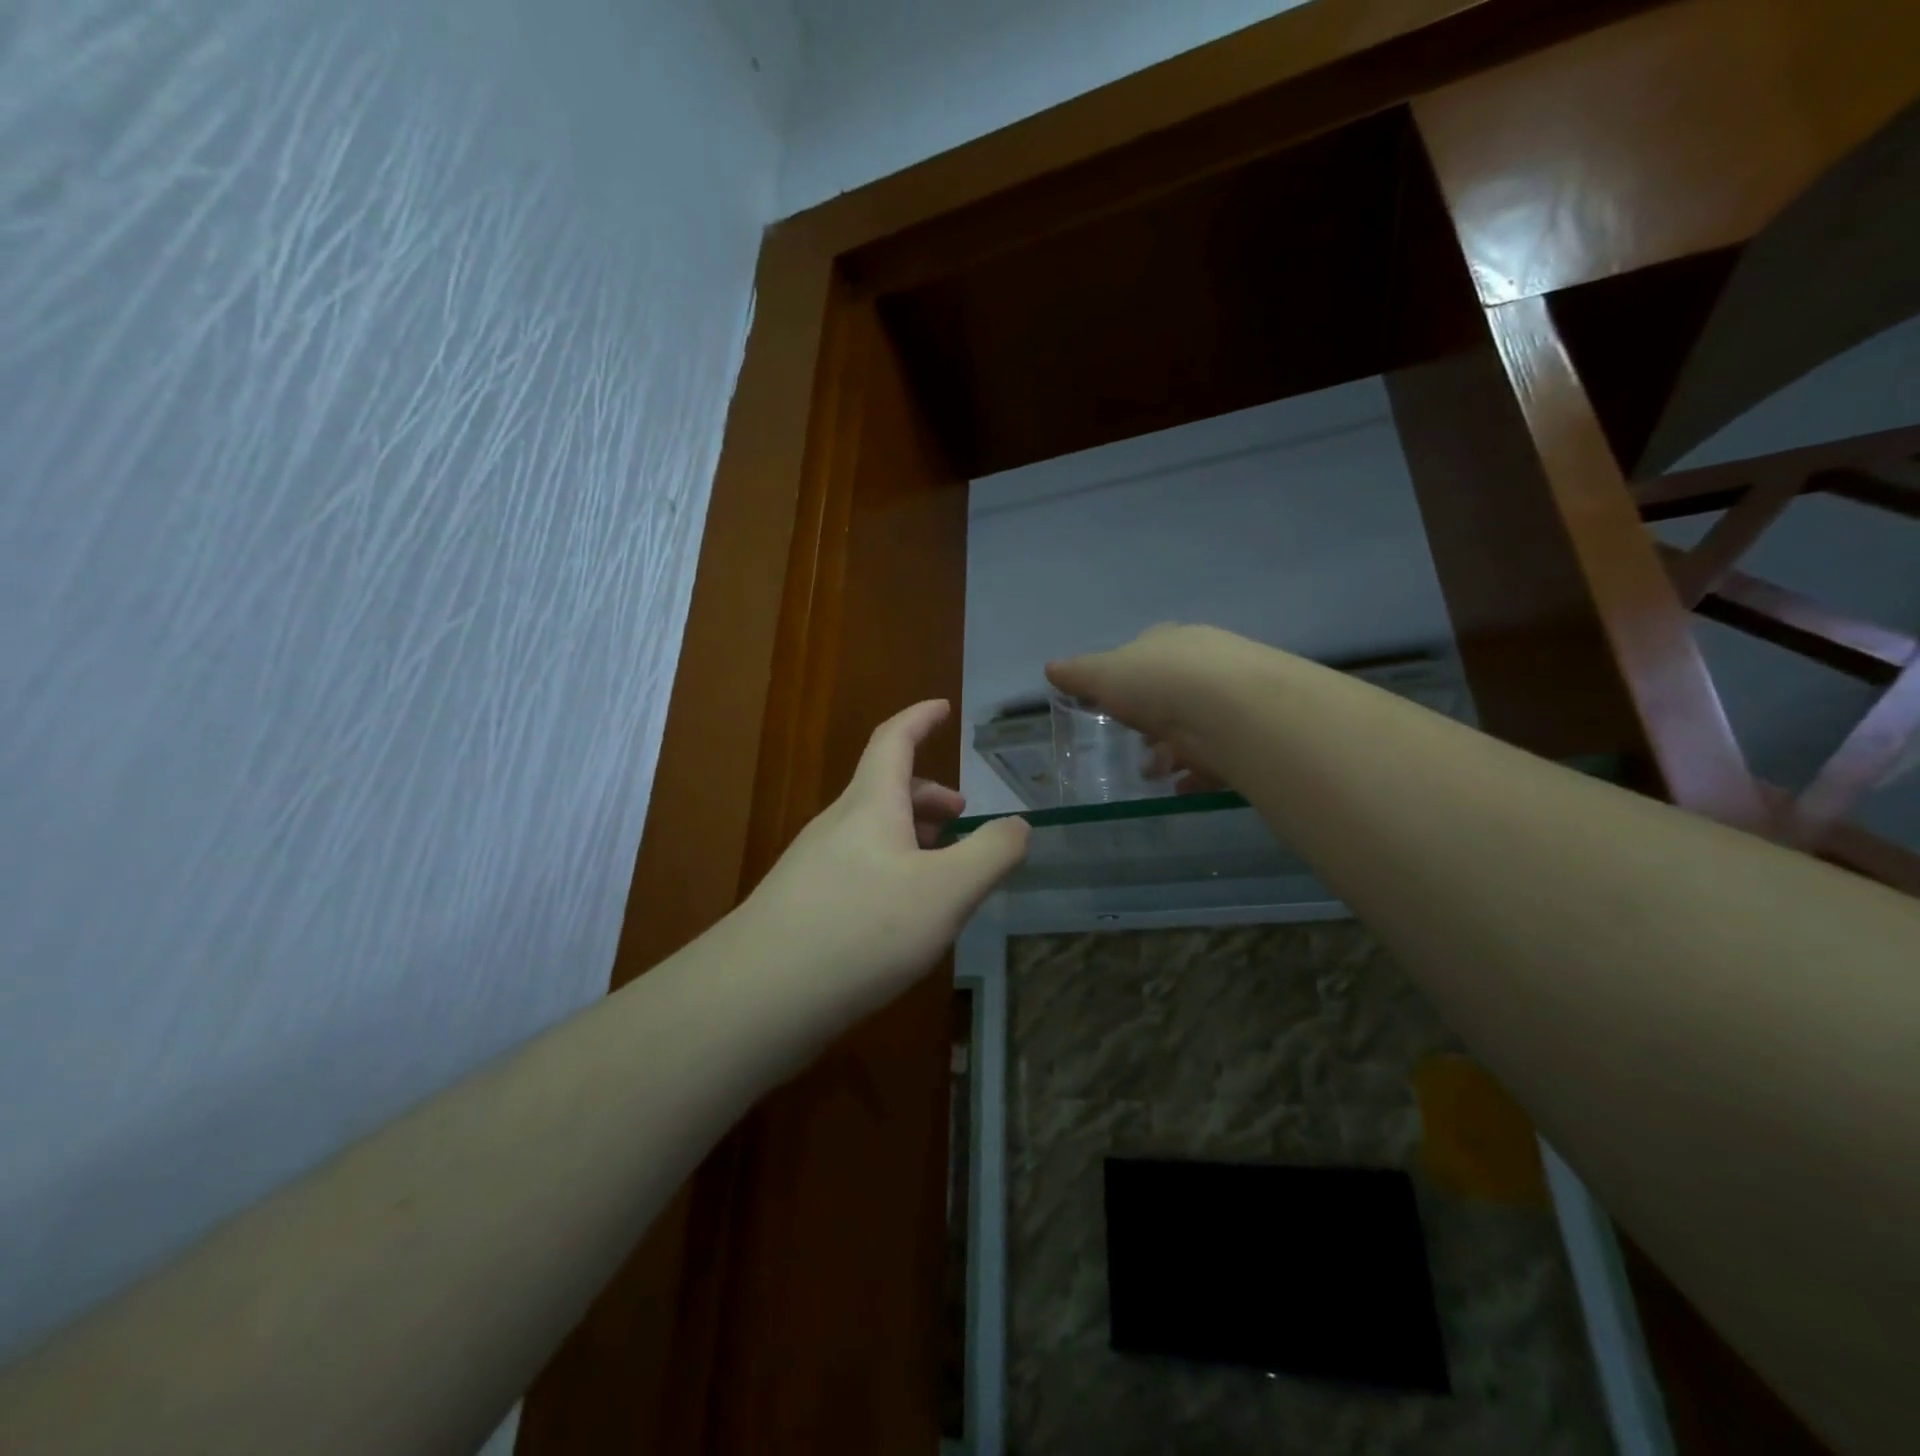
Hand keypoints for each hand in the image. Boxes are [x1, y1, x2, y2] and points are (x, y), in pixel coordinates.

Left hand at [742, 701, 1029, 1015]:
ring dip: (909, 834)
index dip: (920, 717)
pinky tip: (899, 914)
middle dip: (927, 794)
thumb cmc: (864, 928)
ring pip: (869, 831)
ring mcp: (812, 865)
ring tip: (939, 868)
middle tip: (961, 817)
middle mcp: (836, 824)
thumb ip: (991, 854)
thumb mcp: (947, 891)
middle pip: (884, 789)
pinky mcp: (800, 904)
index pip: (894, 739)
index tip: (943, 707)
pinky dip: (888, 869)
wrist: (760, 996)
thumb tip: (1019, 825)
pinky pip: (854, 867)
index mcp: (870, 804)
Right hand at [1048, 624, 1249, 792]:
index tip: (1113, 706)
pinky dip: (1198, 772)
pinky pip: (1218, 754)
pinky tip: (1182, 786)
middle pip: (1171, 692)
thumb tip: (1051, 668)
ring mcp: (1231, 695)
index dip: (1127, 679)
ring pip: (1195, 724)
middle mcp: (1204, 661)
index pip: (1145, 654)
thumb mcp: (1105, 675)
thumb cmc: (1159, 683)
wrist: (1231, 709)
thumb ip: (1078, 675)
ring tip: (1156, 773)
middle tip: (1136, 745)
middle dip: (1151, 720)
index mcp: (1168, 641)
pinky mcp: (1249, 732)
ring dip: (1173, 750)